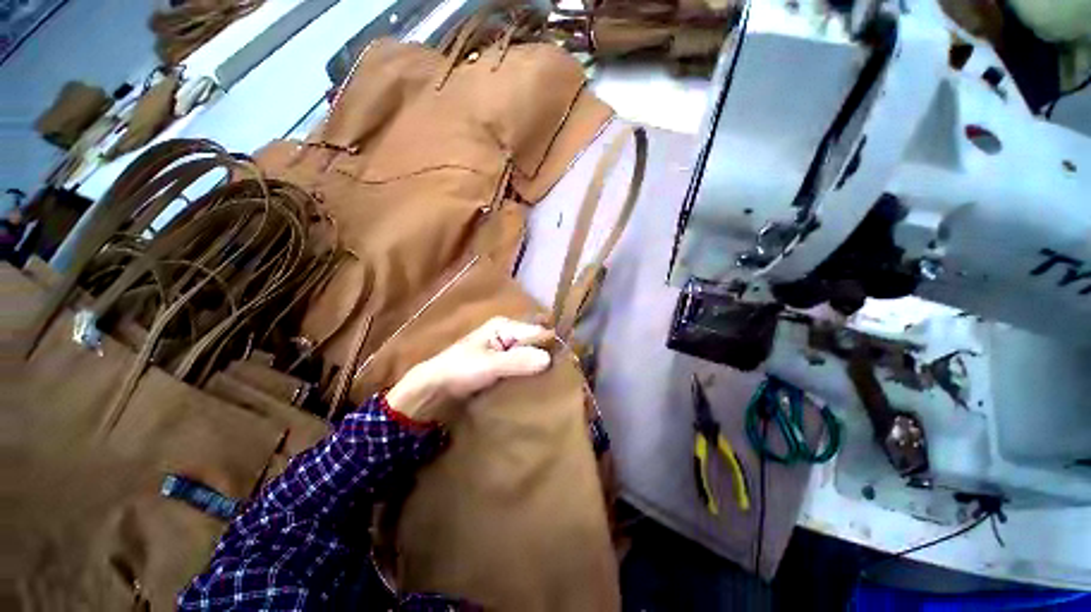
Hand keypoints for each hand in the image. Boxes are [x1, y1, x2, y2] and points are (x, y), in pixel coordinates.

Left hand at [386, 317, 552, 422]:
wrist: (435, 386)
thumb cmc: (460, 369)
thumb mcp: (490, 365)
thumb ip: (518, 361)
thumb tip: (549, 359)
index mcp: (505, 326)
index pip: (538, 331)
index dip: (552, 345)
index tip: (568, 363)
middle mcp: (508, 333)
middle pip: (536, 341)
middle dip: (548, 354)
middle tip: (564, 373)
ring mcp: (506, 348)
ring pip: (531, 353)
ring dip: (540, 364)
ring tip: (555, 379)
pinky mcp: (503, 362)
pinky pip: (523, 363)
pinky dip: (531, 371)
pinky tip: (538, 382)